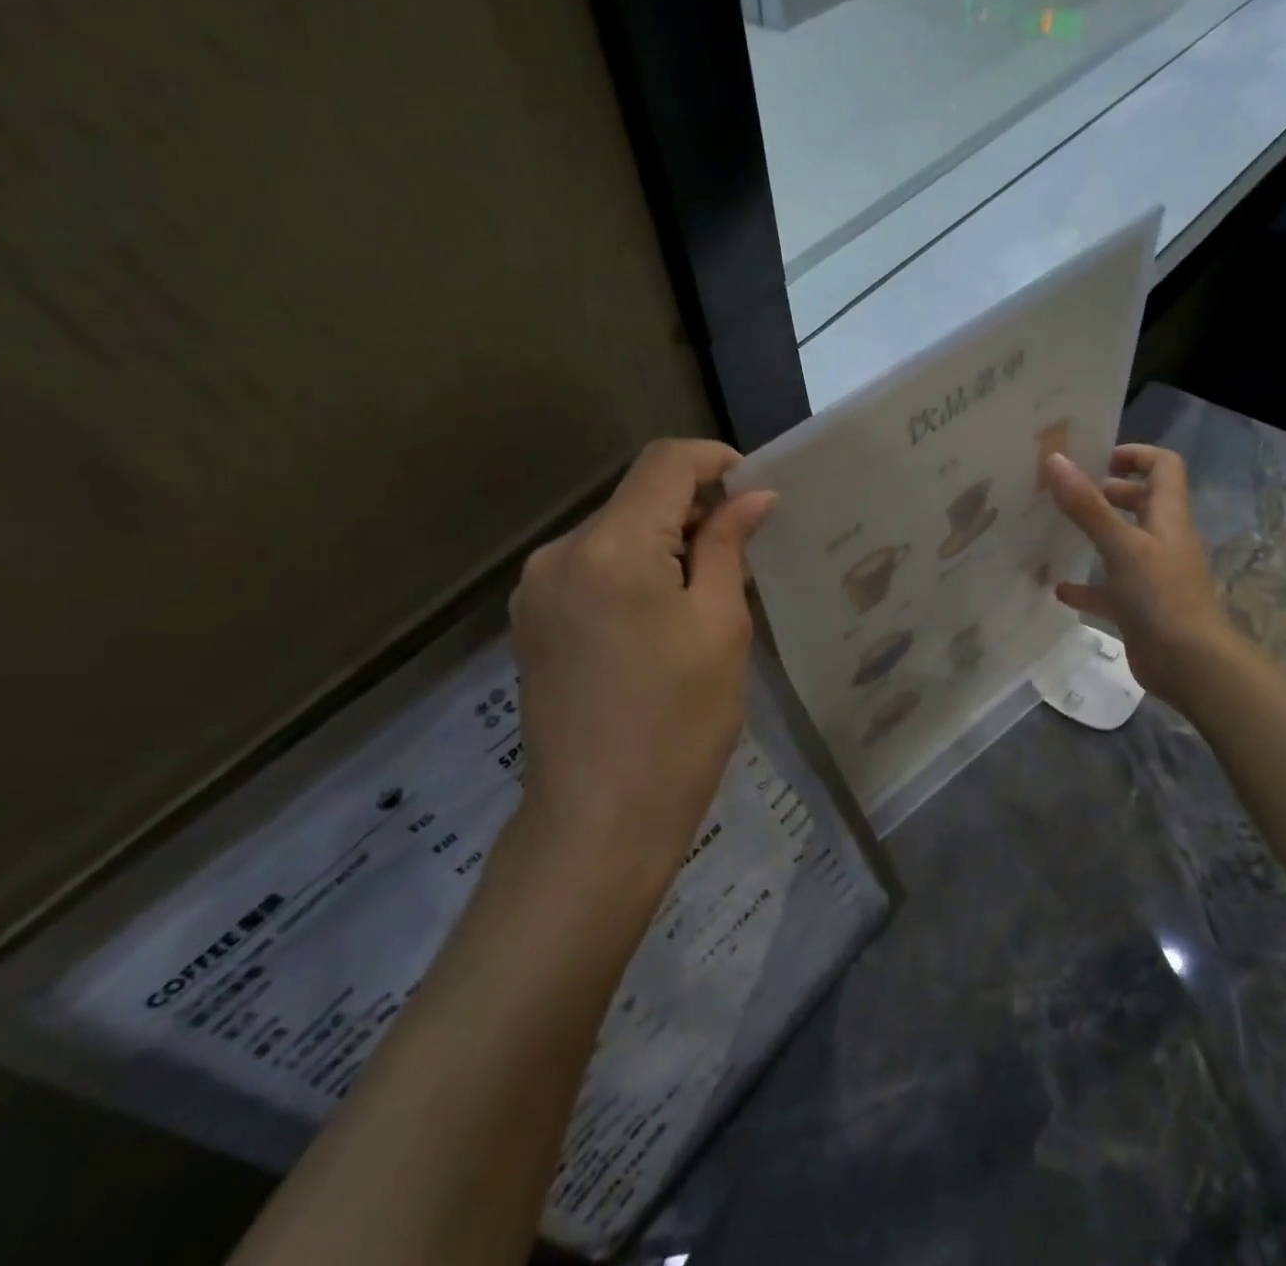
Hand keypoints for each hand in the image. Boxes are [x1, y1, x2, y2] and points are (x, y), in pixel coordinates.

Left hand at [495, 439, 775, 917]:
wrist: (598, 824)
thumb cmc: (678, 725)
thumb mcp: (720, 627)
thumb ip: (728, 547)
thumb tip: (754, 497)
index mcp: (610, 548)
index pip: (664, 464)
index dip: (715, 461)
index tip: (753, 488)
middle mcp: (559, 553)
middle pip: (636, 497)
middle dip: (693, 508)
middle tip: (742, 552)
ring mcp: (536, 589)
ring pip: (613, 533)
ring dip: (663, 542)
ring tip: (704, 593)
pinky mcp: (532, 621)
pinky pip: (591, 569)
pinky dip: (632, 571)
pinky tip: (659, 617)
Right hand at [1043, 446, 1238, 708]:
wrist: (1190, 665)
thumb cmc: (1161, 597)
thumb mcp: (1122, 546)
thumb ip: (1087, 506)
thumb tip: (1055, 460)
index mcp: (1167, 517)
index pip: (1163, 466)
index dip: (1134, 455)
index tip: (1095, 460)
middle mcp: (1162, 540)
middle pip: (1140, 502)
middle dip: (1106, 493)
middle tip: (1067, 495)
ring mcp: (1152, 575)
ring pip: (1122, 545)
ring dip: (1093, 537)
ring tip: (1055, 532)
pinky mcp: (1139, 607)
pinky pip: (1109, 589)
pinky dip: (1086, 586)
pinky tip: (1058, 589)